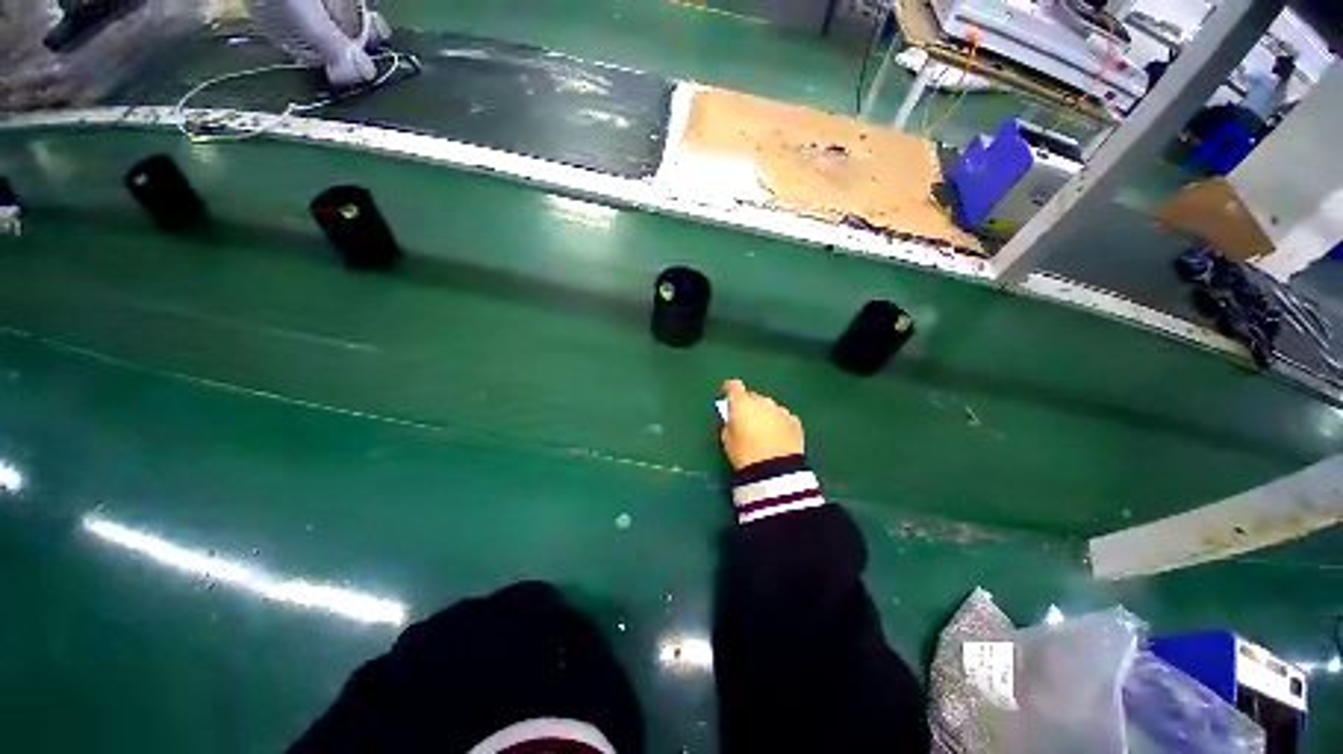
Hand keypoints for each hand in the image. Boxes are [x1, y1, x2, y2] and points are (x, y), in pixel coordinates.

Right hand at [720, 379, 804, 470]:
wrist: (777, 472)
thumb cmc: (745, 455)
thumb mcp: (727, 441)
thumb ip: (729, 424)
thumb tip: (734, 420)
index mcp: (742, 404)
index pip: (734, 386)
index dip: (730, 389)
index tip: (727, 395)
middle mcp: (762, 401)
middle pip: (753, 397)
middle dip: (749, 405)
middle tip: (746, 421)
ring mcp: (781, 410)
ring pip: (769, 407)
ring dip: (765, 414)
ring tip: (764, 433)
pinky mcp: (795, 421)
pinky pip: (783, 417)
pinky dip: (779, 423)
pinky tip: (778, 438)